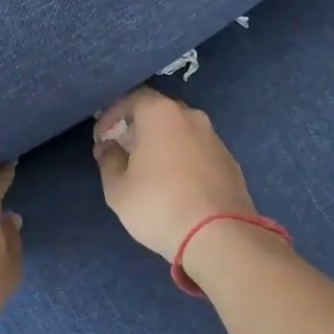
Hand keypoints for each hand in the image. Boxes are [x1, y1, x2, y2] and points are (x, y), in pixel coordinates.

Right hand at [92, 88, 255, 259]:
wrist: (218, 236)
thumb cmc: (158, 205)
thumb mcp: (118, 187)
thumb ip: (109, 160)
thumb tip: (108, 146)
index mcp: (161, 114)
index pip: (132, 98)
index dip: (113, 113)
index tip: (102, 136)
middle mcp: (191, 117)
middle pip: (159, 112)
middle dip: (139, 126)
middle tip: (124, 149)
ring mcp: (215, 138)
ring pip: (182, 131)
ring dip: (163, 143)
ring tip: (150, 169)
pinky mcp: (231, 162)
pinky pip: (199, 151)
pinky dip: (184, 159)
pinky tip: (177, 184)